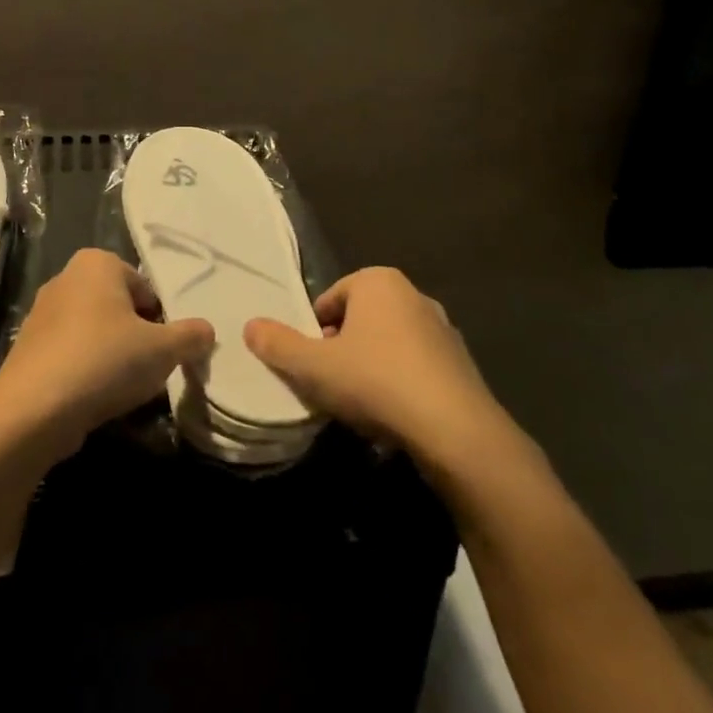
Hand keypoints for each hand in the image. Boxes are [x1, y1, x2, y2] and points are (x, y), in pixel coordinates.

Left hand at [0, 249, 213, 462]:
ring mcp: (42, 313)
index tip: (164, 351)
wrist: (33, 409)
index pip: (145, 287)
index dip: (160, 321)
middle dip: (135, 337)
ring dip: (111, 356)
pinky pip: (70, 354)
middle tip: (147, 369)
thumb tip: (207, 331)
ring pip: (94, 332)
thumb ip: (190, 336)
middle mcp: (66, 278)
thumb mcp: (162, 349)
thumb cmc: (105, 360)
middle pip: (119, 308)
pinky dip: (85, 372)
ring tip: (121, 388)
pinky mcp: (28, 348)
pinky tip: (93, 399)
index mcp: (97, 262)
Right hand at [243, 267, 508, 470]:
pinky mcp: (463, 363)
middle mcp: (413, 294)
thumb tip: (250, 326)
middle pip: (360, 319)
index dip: (313, 332)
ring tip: (361, 404)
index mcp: (377, 281)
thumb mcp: (313, 367)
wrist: (456, 431)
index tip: (311, 366)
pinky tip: (395, 415)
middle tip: (331, 384)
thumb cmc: (376, 382)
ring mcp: (443, 328)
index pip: (329, 299)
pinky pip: (417, 367)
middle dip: (343, 347)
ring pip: (389, 343)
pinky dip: (402, 384)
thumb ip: (278, 345)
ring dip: (373, 366)